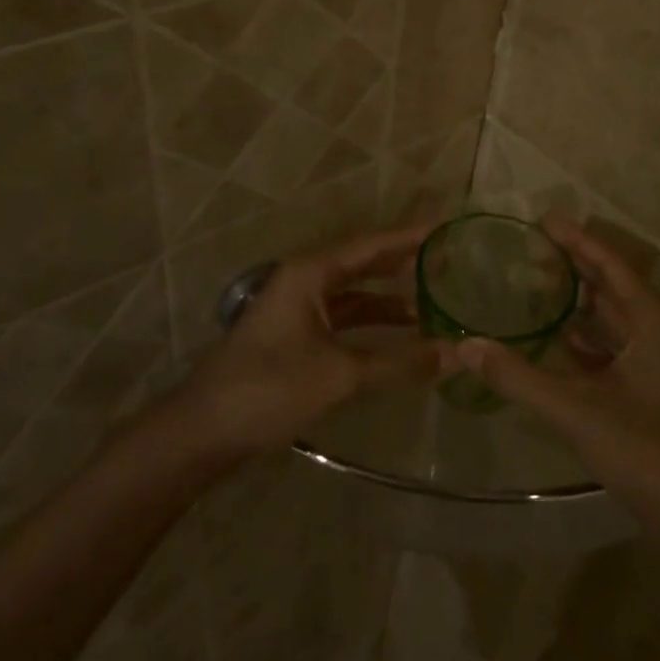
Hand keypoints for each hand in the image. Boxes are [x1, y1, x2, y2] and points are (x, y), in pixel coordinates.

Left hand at [175, 225, 439, 462]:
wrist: (202, 432)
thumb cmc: (269, 389)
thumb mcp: (340, 375)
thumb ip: (400, 363)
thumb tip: (457, 354)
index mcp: (310, 273)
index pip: (371, 245)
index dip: (410, 237)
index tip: (447, 228)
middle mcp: (304, 281)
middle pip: (362, 264)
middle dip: (402, 264)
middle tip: (447, 262)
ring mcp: (296, 310)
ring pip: (353, 295)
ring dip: (388, 300)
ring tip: (432, 304)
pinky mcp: (294, 337)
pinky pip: (342, 320)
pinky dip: (370, 325)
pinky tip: (397, 339)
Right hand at [450, 220, 659, 522]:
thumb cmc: (644, 449)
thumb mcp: (575, 409)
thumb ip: (518, 377)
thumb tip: (466, 345)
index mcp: (651, 320)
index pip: (610, 264)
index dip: (576, 240)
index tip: (542, 221)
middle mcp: (657, 329)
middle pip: (610, 285)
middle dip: (573, 265)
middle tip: (529, 248)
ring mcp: (654, 359)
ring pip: (610, 316)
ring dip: (576, 300)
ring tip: (533, 284)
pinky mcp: (647, 385)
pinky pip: (609, 345)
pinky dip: (582, 336)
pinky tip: (552, 336)